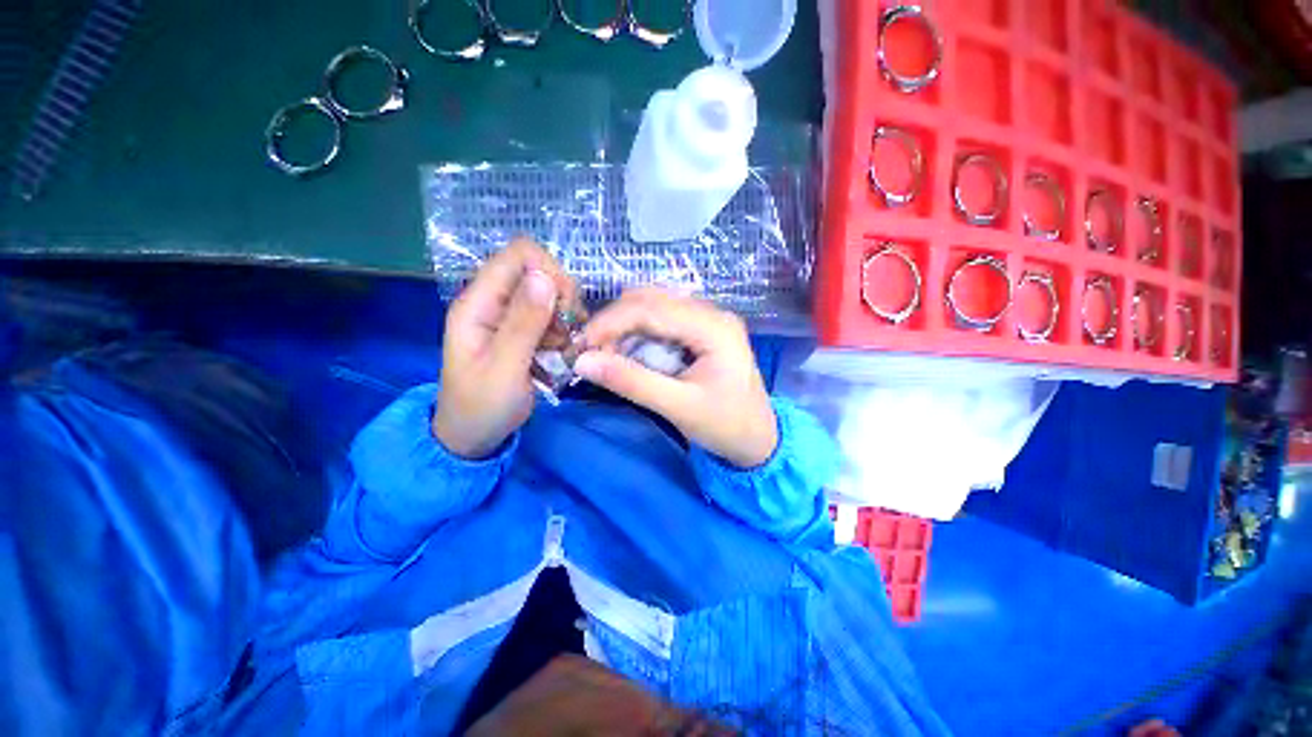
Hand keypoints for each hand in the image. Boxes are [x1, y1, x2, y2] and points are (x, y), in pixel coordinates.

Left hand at [433, 239, 575, 458]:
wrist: (472, 436)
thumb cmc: (482, 405)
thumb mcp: (504, 367)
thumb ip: (523, 323)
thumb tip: (544, 277)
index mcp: (479, 303)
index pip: (519, 255)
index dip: (550, 272)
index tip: (566, 309)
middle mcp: (493, 301)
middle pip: (539, 271)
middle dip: (562, 297)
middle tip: (568, 332)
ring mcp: (508, 316)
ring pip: (550, 294)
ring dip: (566, 317)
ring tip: (564, 348)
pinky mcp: (521, 331)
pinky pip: (551, 316)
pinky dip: (564, 330)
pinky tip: (562, 352)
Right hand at [573, 289, 777, 468]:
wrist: (759, 440)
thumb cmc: (726, 426)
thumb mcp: (679, 407)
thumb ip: (631, 382)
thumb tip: (582, 362)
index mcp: (713, 327)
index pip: (651, 308)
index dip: (610, 323)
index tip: (580, 346)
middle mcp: (711, 313)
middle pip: (651, 300)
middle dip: (615, 322)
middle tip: (590, 351)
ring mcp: (707, 319)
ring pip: (653, 307)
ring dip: (624, 326)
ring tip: (605, 354)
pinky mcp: (701, 331)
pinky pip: (661, 321)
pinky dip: (637, 333)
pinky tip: (627, 352)